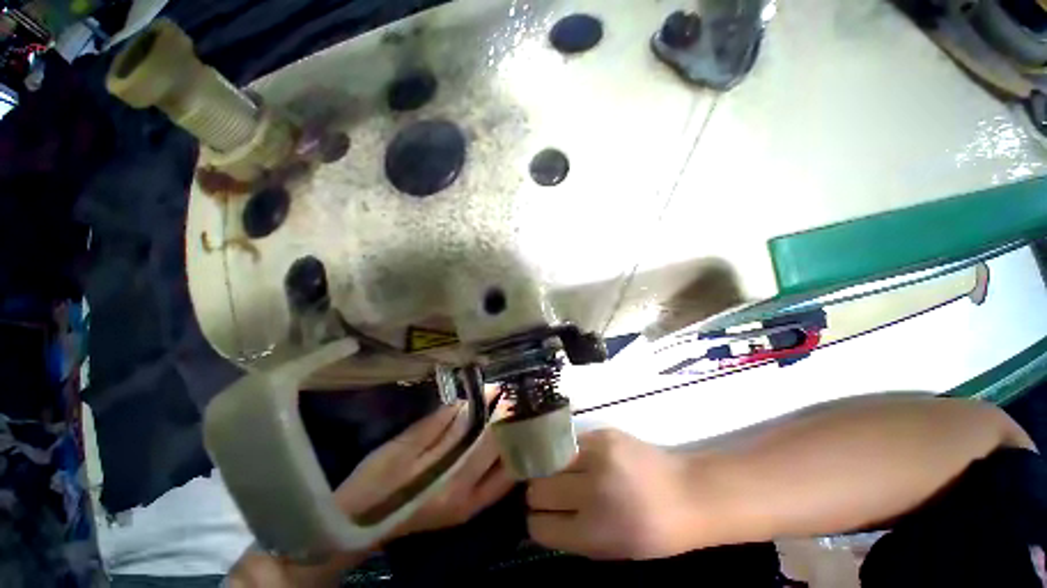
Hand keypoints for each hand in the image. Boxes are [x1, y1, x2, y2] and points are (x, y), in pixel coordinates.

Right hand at [335, 401, 513, 540]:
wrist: (358, 524)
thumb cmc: (376, 481)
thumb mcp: (402, 448)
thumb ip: (438, 425)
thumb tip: (466, 402)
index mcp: (450, 480)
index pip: (484, 437)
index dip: (492, 410)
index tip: (497, 389)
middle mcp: (468, 498)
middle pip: (501, 454)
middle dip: (506, 424)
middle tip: (507, 400)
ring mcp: (470, 508)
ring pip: (507, 472)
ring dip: (511, 442)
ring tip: (510, 416)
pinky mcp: (468, 511)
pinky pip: (500, 485)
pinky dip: (507, 462)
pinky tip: (506, 443)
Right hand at [526, 429, 700, 559]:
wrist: (687, 492)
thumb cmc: (653, 532)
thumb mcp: (610, 549)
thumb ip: (572, 535)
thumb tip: (540, 520)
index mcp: (593, 532)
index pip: (540, 526)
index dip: (537, 524)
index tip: (540, 518)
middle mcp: (590, 491)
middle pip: (538, 490)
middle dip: (538, 496)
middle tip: (548, 495)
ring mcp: (596, 457)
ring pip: (548, 463)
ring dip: (549, 472)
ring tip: (559, 475)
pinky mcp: (602, 434)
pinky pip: (569, 445)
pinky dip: (568, 455)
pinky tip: (578, 460)